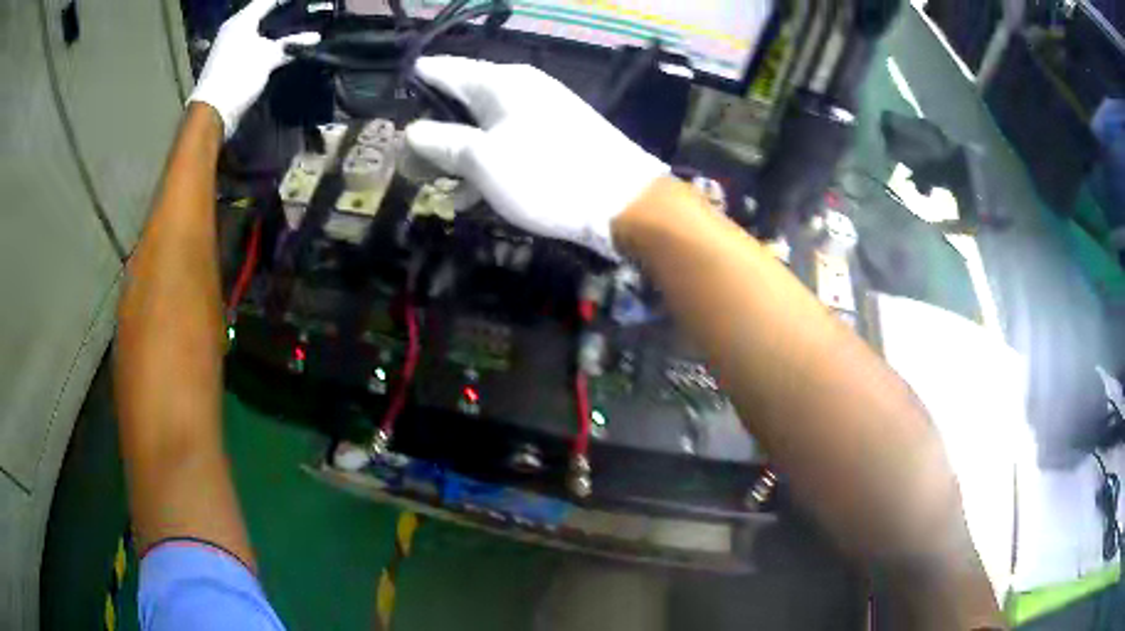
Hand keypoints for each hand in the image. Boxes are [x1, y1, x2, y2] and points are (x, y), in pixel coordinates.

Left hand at [188, 0, 319, 138]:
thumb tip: (315, 37)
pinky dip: (266, 43)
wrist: (212, 113)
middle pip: (262, 13)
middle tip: (303, 12)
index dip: (285, 0)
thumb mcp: (268, 57)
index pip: (267, 0)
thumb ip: (291, 45)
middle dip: (282, 12)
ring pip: (258, 29)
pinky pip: (253, 44)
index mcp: (241, 20)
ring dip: (275, 29)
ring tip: (296, 28)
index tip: (304, 2)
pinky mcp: (229, 62)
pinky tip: (280, 46)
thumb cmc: (238, 76)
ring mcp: (230, 46)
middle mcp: (234, 28)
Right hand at [404, 56, 667, 258]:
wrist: (624, 202)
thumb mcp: (482, 160)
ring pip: (483, 126)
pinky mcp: (555, 138)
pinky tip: (471, 195)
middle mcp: (520, 88)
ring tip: (435, 185)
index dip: (416, 81)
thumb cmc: (547, 175)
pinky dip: (485, 164)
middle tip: (407, 158)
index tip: (392, 99)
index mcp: (500, 81)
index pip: (444, 68)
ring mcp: (541, 112)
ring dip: (457, 154)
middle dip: (432, 128)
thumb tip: (412, 131)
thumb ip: (442, 142)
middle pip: (462, 99)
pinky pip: (507, 143)